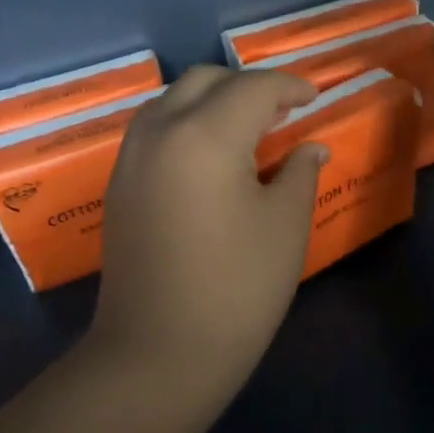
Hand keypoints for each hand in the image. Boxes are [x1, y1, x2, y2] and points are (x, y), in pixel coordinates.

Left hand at [85, 66, 326, 411]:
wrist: (159, 351)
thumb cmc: (236, 289)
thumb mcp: (285, 226)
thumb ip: (299, 171)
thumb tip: (310, 146)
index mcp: (205, 135)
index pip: (253, 88)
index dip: (289, 87)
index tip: (313, 98)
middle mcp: (160, 131)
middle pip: (205, 81)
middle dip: (246, 86)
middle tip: (281, 113)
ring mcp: (131, 157)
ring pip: (172, 100)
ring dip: (211, 101)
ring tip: (246, 131)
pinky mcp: (119, 184)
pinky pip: (154, 130)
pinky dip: (185, 124)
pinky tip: (209, 157)